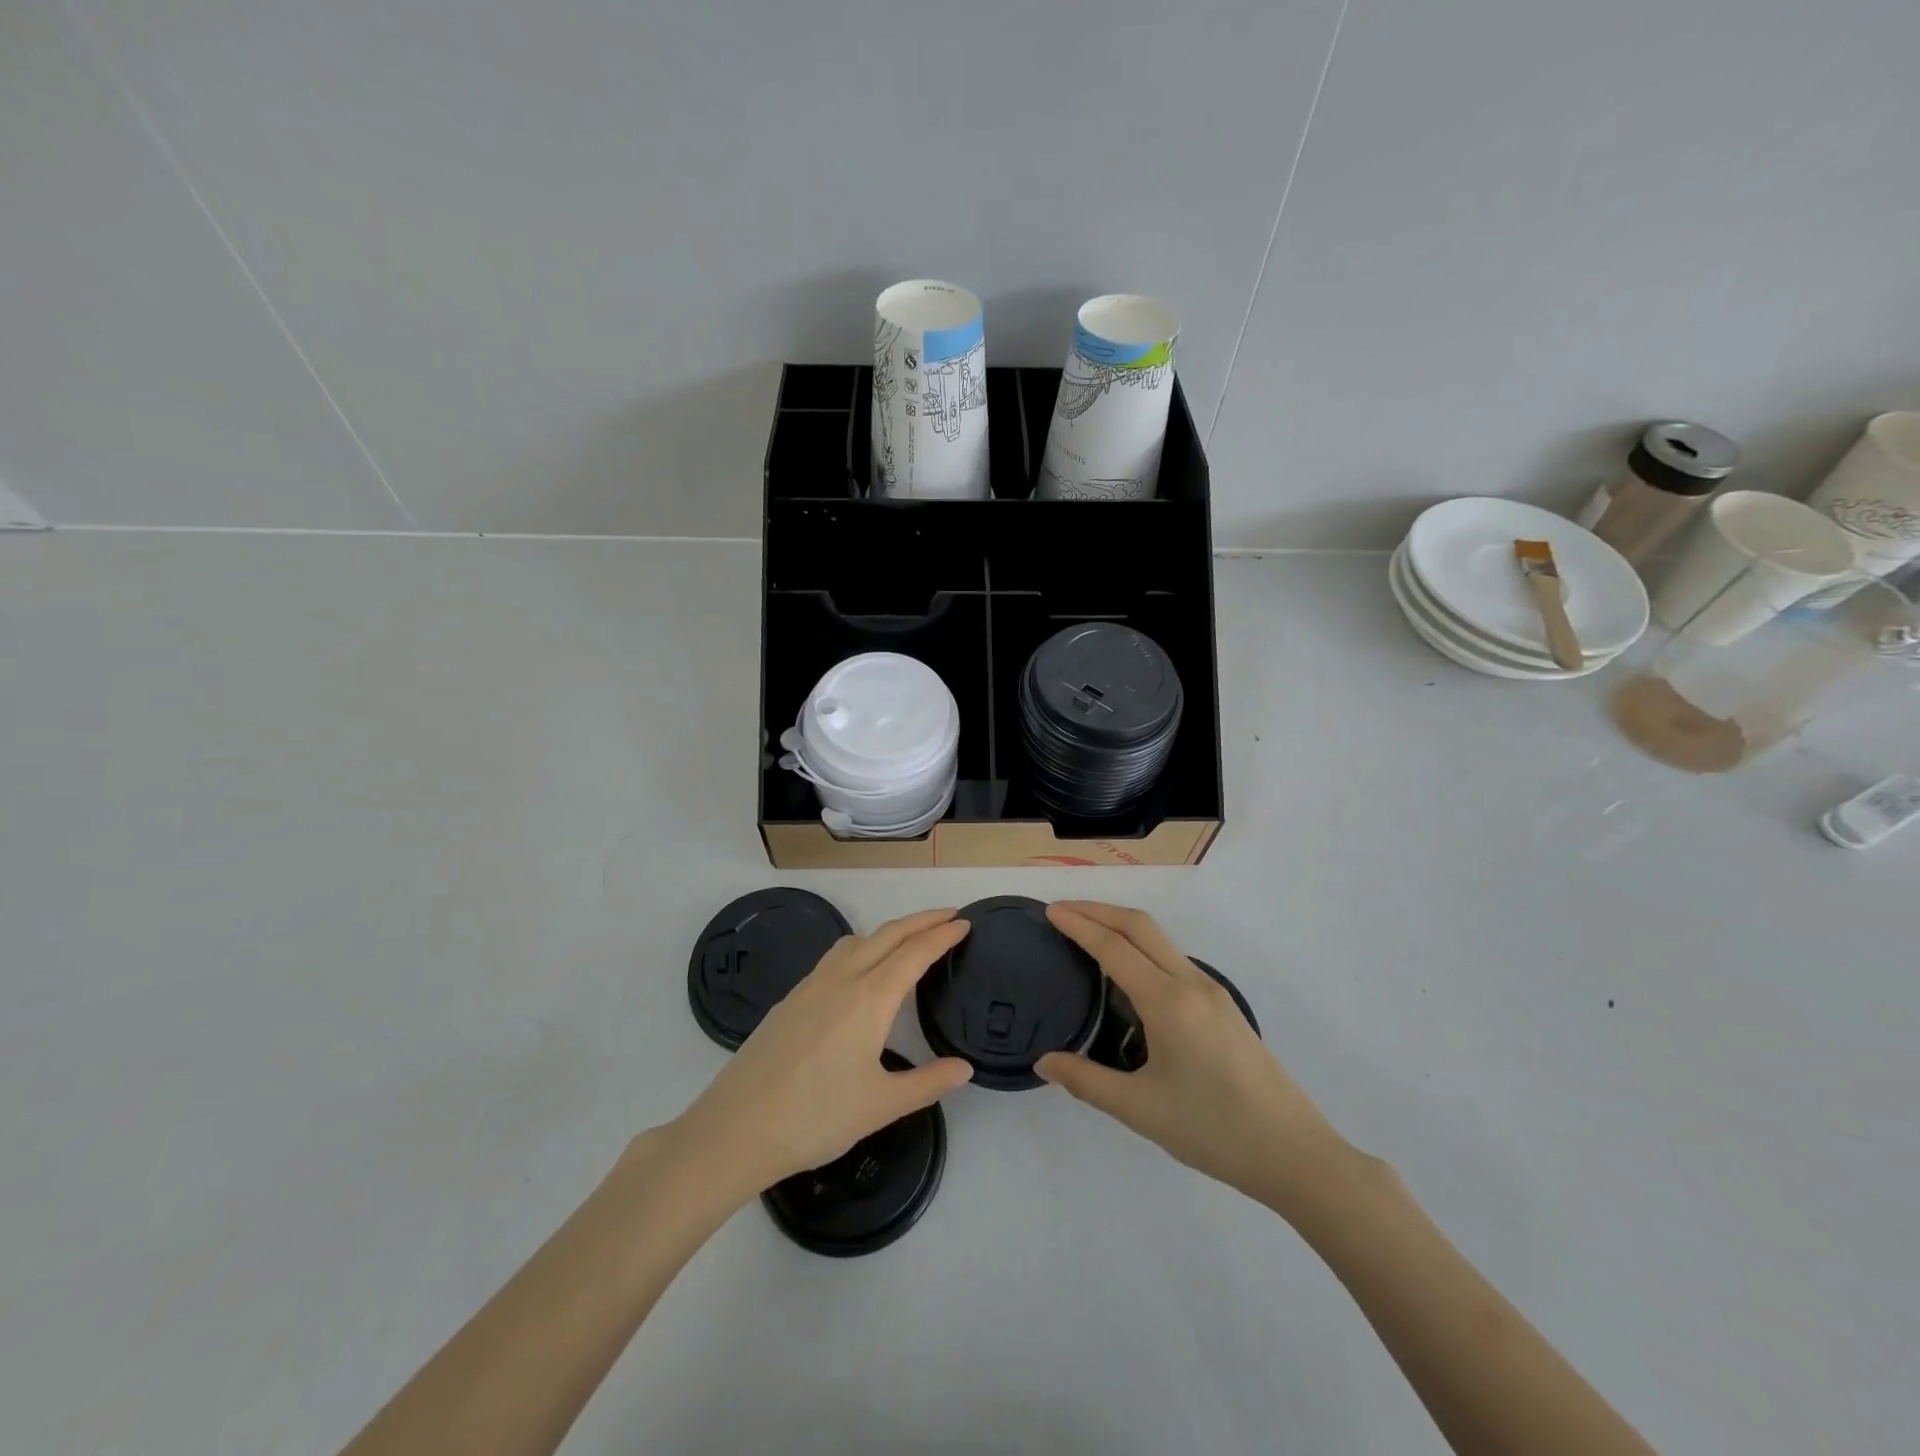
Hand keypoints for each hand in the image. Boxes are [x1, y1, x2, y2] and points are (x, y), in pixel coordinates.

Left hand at [668, 909, 973, 1203]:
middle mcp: (841, 979)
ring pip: (857, 940)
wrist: (737, 1128)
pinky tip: (858, 974)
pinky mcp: (790, 1000)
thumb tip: (964, 1068)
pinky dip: (861, 948)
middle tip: (948, 916)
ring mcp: (810, 986)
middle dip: (921, 920)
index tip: (964, 922)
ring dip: (888, 931)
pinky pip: (834, 957)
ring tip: (907, 941)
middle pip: (888, 934)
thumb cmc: (816, 1117)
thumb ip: (927, 1082)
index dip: (942, 934)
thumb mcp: (881, 1105)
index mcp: (869, 998)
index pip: (915, 953)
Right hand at [1037, 902, 1354, 1215]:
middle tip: (1062, 911)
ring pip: (1160, 940)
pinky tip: (1127, 975)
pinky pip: (1173, 960)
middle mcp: (1191, 983)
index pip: (1114, 947)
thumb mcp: (1139, 1109)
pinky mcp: (1223, 1006)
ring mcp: (1212, 991)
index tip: (1050, 911)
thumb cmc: (1212, 1130)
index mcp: (1168, 1001)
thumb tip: (1044, 1061)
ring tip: (1088, 935)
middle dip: (1099, 911)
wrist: (1294, 1153)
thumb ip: (1086, 1080)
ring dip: (1121, 927)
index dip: (1079, 925)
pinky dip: (1141, 948)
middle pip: (1140, 926)